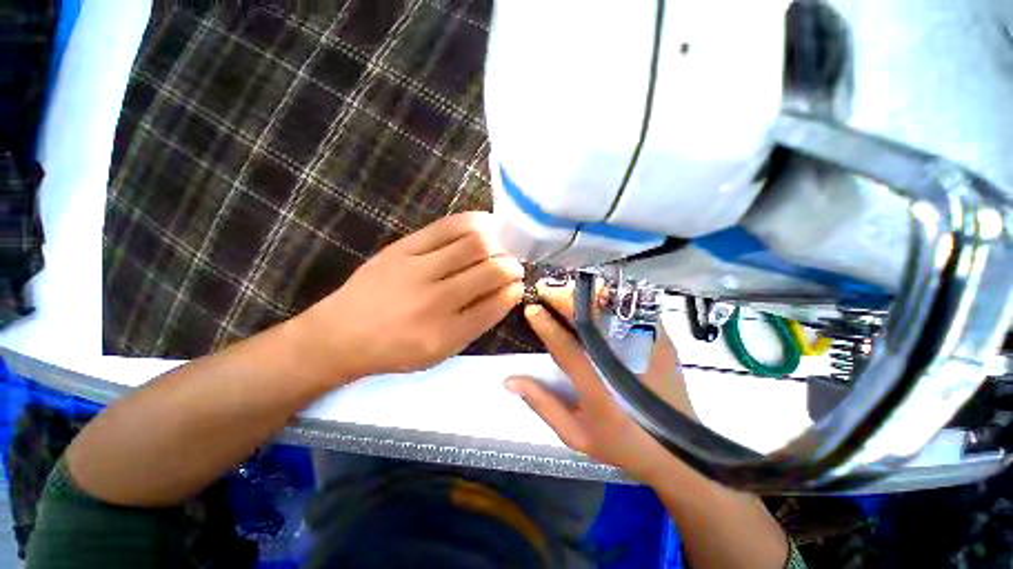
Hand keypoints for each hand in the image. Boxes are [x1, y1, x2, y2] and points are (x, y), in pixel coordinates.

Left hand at [291, 212, 524, 383]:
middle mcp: (435, 300)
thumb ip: (476, 324)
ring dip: (497, 243)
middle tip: (512, 265)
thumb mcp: (441, 351)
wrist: (341, 334)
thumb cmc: (396, 350)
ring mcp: (417, 269)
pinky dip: (474, 223)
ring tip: (499, 246)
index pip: (497, 303)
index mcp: (447, 334)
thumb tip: (506, 292)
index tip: (517, 284)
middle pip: (490, 271)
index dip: (514, 290)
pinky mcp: (402, 248)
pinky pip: (447, 227)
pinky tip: (484, 225)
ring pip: (474, 244)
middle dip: (511, 266)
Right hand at [506, 282, 695, 484]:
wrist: (679, 451)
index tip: (531, 309)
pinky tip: (595, 293)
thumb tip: (511, 379)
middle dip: (563, 300)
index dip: (547, 327)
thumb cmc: (621, 445)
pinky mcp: (661, 341)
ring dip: (586, 294)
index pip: (567, 350)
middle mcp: (624, 364)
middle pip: (590, 321)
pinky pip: (632, 308)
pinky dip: (611, 297)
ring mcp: (647, 349)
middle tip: (544, 289)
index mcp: (599, 391)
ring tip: (565, 288)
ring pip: (612, 309)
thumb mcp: (576, 436)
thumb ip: (543, 405)